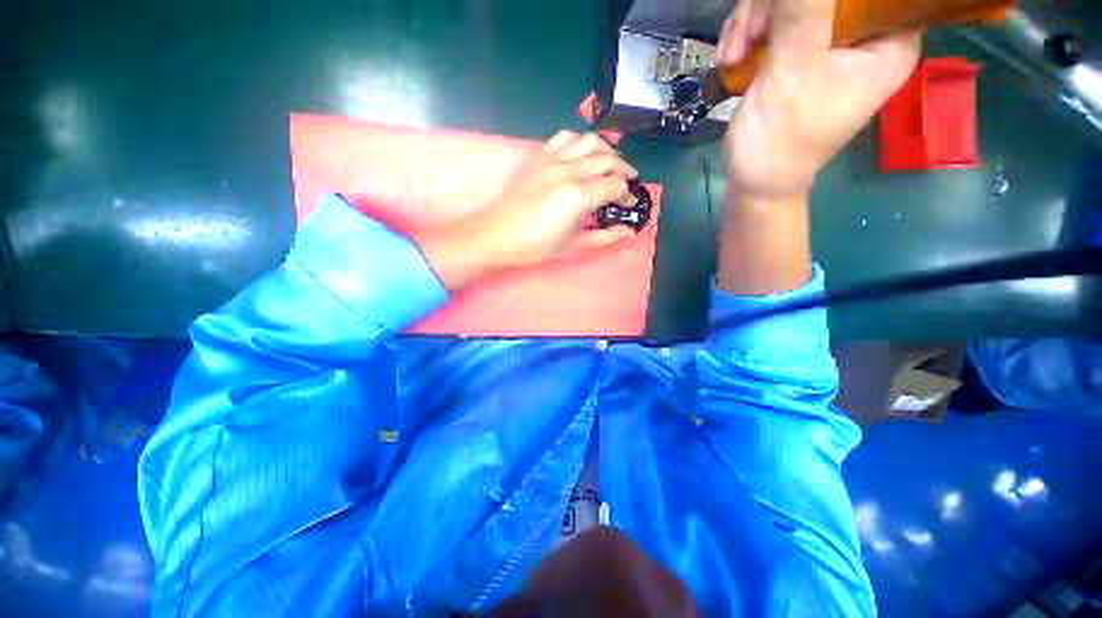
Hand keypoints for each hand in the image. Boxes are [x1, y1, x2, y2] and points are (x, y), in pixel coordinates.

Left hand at [415, 131, 640, 290]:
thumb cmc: (535, 247)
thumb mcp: (573, 246)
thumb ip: (604, 236)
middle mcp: (568, 171)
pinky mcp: (538, 157)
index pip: (615, 185)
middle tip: (628, 182)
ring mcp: (552, 160)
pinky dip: (579, 142)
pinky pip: (564, 138)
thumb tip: (629, 232)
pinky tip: (581, 155)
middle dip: (624, 169)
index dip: (627, 194)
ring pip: (589, 141)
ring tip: (610, 164)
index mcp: (578, 196)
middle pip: (607, 158)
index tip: (629, 204)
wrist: (496, 236)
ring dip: (606, 150)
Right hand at [718, 0, 920, 200]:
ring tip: (733, 53)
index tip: (789, 8)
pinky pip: (774, 19)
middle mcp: (865, 34)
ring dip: (753, 19)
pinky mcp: (799, 51)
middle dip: (774, 5)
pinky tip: (731, 57)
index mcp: (889, 40)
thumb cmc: (782, 139)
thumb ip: (802, 11)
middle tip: (747, 35)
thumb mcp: (794, 71)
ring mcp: (829, 42)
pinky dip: (748, 33)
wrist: (754, 180)